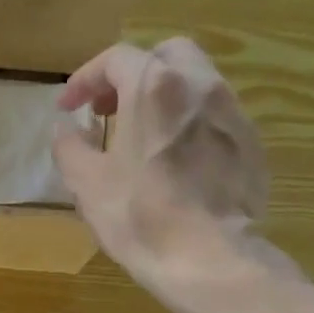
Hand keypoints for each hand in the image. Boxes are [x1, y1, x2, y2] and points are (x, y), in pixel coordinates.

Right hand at [52, 38, 268, 278]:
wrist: (209, 257)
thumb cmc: (139, 216)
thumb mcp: (87, 183)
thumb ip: (69, 146)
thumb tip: (64, 128)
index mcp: (153, 87)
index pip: (116, 59)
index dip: (85, 78)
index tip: (68, 107)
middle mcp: (199, 84)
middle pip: (163, 55)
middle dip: (130, 75)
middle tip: (107, 109)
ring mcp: (231, 111)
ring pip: (193, 81)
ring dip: (161, 96)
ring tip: (139, 134)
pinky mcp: (250, 141)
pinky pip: (213, 114)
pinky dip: (186, 121)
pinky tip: (172, 158)